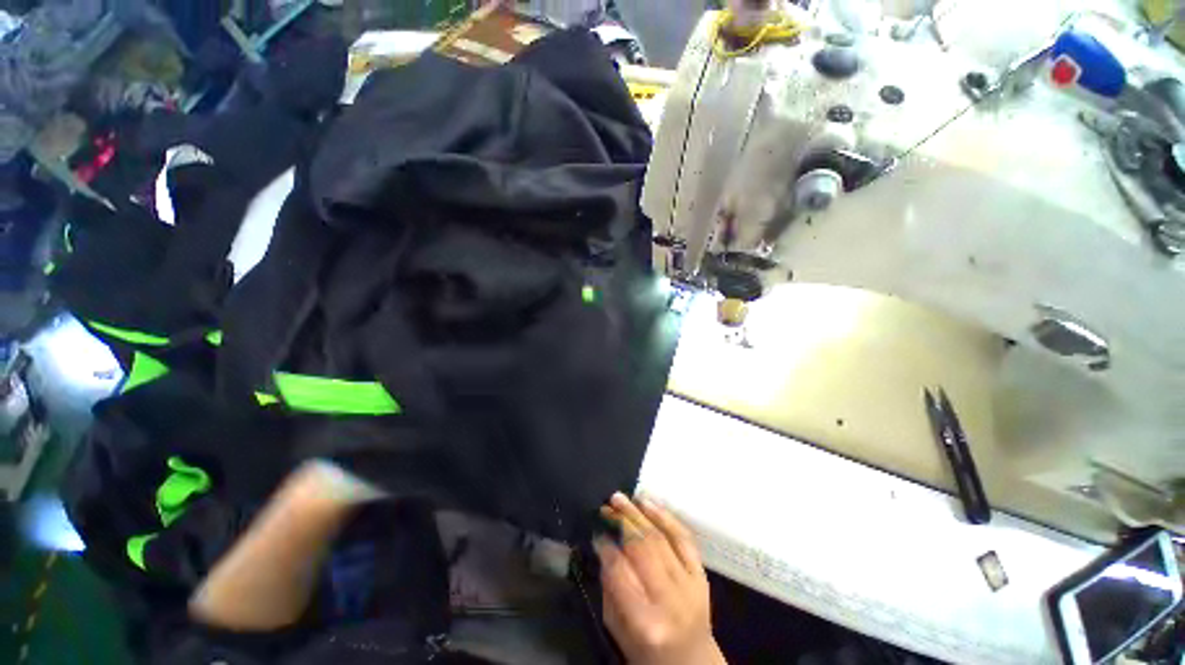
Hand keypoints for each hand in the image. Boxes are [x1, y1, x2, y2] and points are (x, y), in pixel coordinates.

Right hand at [596, 493, 725, 664]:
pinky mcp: (701, 574)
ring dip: (638, 513)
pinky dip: (665, 517)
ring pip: (660, 538)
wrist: (693, 663)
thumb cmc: (647, 653)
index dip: (605, 547)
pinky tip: (648, 502)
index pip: (620, 571)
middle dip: (621, 521)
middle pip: (643, 548)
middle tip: (606, 505)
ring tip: (621, 498)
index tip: (596, 531)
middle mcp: (670, 599)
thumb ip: (610, 589)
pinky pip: (683, 537)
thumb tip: (604, 546)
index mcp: (646, 621)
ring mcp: (689, 584)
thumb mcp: (618, 631)